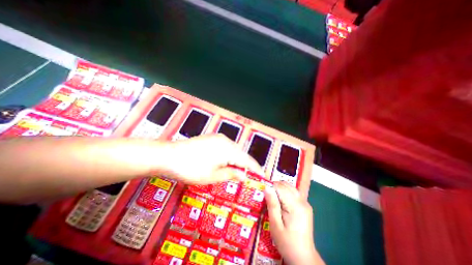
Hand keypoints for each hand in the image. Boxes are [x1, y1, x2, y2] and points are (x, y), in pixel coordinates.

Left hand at [161, 135, 264, 183]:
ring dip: (238, 160)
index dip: (256, 169)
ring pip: (234, 150)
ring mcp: (218, 138)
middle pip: (242, 154)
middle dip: (247, 165)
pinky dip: (229, 155)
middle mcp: (226, 141)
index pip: (248, 160)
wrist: (168, 155)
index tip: (263, 177)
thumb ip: (231, 174)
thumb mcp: (212, 176)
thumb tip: (245, 176)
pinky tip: (226, 162)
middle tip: (249, 177)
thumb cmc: (191, 169)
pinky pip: (226, 147)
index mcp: (229, 149)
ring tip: (238, 171)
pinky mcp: (211, 138)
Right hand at [264, 183, 326, 264]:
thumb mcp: (275, 225)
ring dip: (280, 188)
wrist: (303, 258)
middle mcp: (302, 201)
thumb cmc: (286, 242)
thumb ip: (272, 204)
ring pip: (290, 187)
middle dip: (275, 186)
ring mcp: (305, 203)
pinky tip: (281, 201)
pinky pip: (294, 192)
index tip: (263, 192)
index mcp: (295, 206)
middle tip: (267, 196)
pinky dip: (286, 192)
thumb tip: (267, 187)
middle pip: (286, 185)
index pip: (280, 187)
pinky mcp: (306, 206)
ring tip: (273, 198)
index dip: (270, 187)